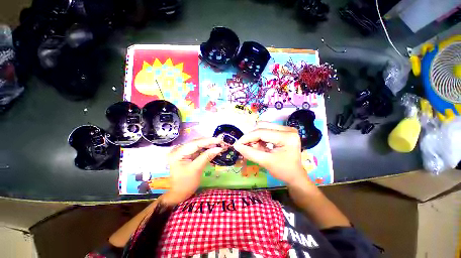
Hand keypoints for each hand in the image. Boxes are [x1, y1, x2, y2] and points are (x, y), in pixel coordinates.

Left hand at [164, 137, 223, 204]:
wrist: (178, 194)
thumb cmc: (185, 184)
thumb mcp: (197, 169)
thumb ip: (207, 156)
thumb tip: (219, 148)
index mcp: (178, 153)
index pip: (196, 143)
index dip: (209, 141)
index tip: (220, 140)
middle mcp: (179, 149)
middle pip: (197, 142)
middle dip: (210, 142)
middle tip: (222, 143)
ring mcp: (183, 152)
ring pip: (198, 145)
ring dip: (209, 145)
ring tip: (219, 146)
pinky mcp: (187, 155)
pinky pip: (198, 150)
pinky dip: (206, 150)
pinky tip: (213, 150)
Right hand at [233, 122, 308, 185]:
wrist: (295, 175)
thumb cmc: (283, 171)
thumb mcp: (266, 162)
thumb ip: (250, 153)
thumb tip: (236, 145)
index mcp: (287, 137)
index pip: (262, 132)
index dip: (247, 137)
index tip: (237, 144)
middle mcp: (287, 129)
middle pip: (262, 126)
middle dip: (251, 137)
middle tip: (246, 147)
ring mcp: (286, 129)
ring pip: (263, 127)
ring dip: (255, 137)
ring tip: (254, 147)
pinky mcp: (283, 131)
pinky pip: (266, 129)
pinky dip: (259, 137)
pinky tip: (259, 145)